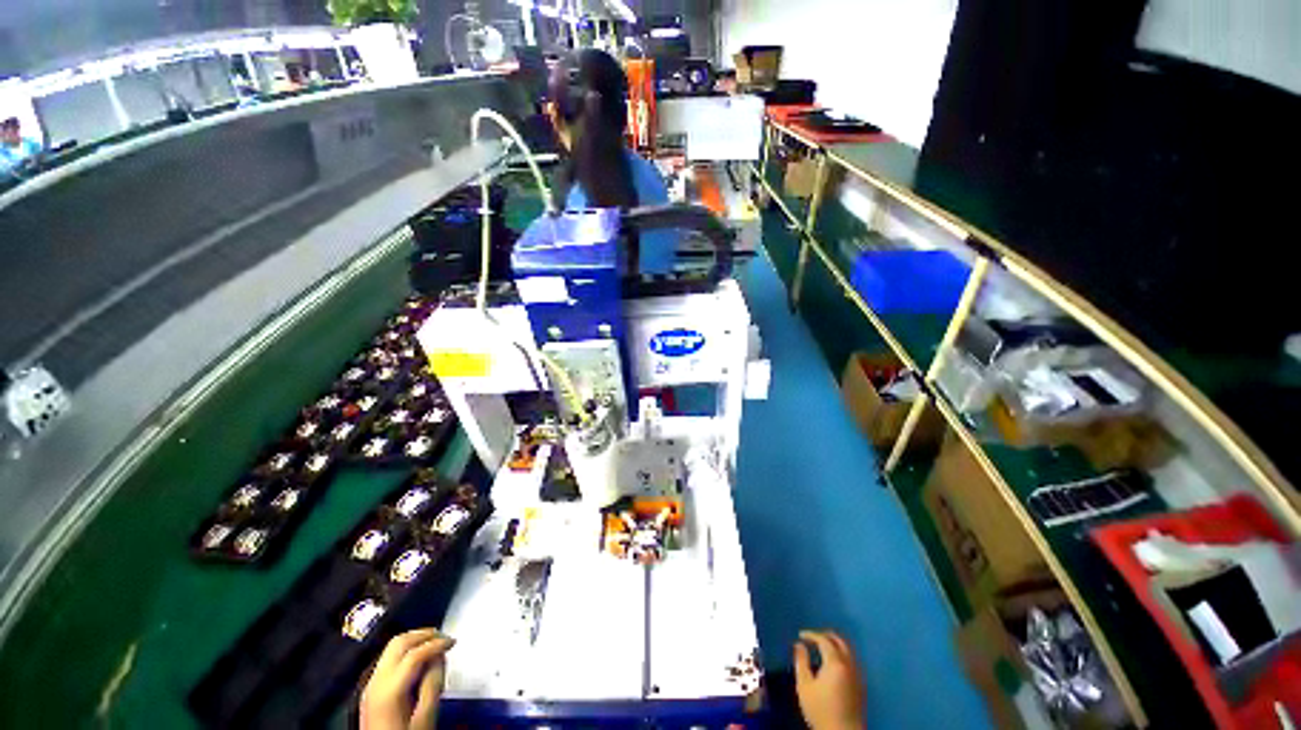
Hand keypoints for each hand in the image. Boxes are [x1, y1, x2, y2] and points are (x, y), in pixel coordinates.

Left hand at [361, 628, 455, 729]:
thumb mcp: (425, 716)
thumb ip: (433, 685)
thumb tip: (440, 657)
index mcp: (389, 690)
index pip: (414, 654)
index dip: (436, 644)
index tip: (453, 642)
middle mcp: (376, 681)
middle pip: (399, 643)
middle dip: (424, 635)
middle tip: (444, 636)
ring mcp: (371, 683)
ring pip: (392, 647)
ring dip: (415, 639)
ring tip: (434, 641)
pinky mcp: (372, 687)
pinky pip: (389, 657)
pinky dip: (407, 648)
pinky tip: (420, 655)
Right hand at [793, 630, 865, 729]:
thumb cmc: (820, 710)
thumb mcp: (804, 686)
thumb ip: (801, 662)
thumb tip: (799, 645)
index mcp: (835, 663)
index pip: (824, 640)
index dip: (811, 634)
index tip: (800, 635)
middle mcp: (849, 665)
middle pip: (840, 641)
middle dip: (826, 635)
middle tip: (813, 637)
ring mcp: (858, 675)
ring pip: (848, 651)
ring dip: (835, 644)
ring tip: (822, 648)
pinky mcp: (861, 685)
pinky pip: (852, 661)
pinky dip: (842, 655)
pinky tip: (833, 663)